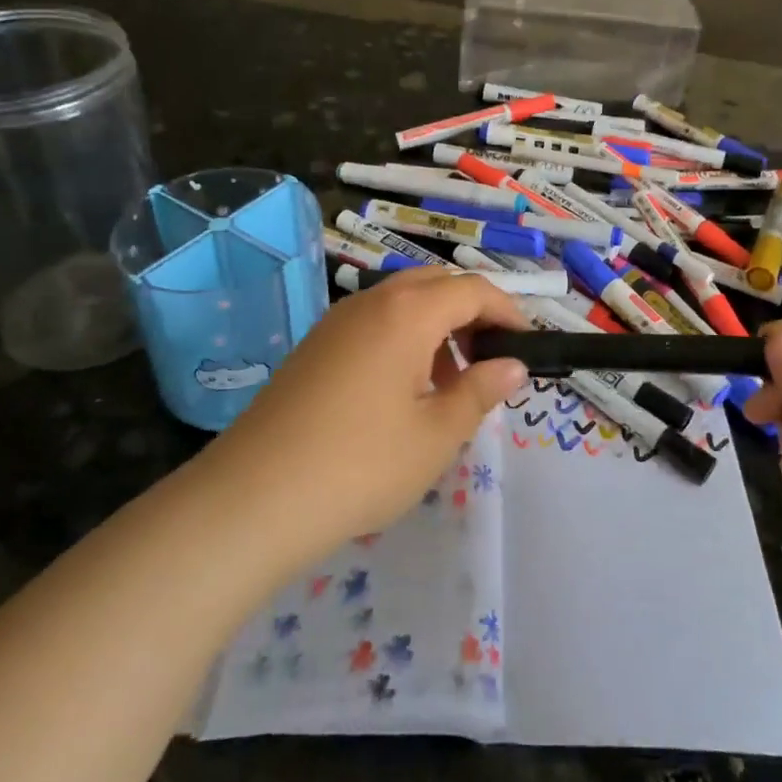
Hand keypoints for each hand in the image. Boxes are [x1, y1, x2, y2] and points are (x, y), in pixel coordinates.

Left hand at [206, 268, 528, 556]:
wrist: (255, 497)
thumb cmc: (361, 464)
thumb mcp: (436, 434)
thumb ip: (479, 392)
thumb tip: (511, 366)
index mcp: (407, 312)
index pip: (472, 289)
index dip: (507, 311)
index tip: (526, 344)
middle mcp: (371, 302)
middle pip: (435, 284)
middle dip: (470, 312)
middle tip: (488, 360)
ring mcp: (336, 322)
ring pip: (401, 302)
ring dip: (435, 326)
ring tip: (448, 383)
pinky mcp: (314, 346)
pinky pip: (372, 323)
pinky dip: (402, 339)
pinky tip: (402, 392)